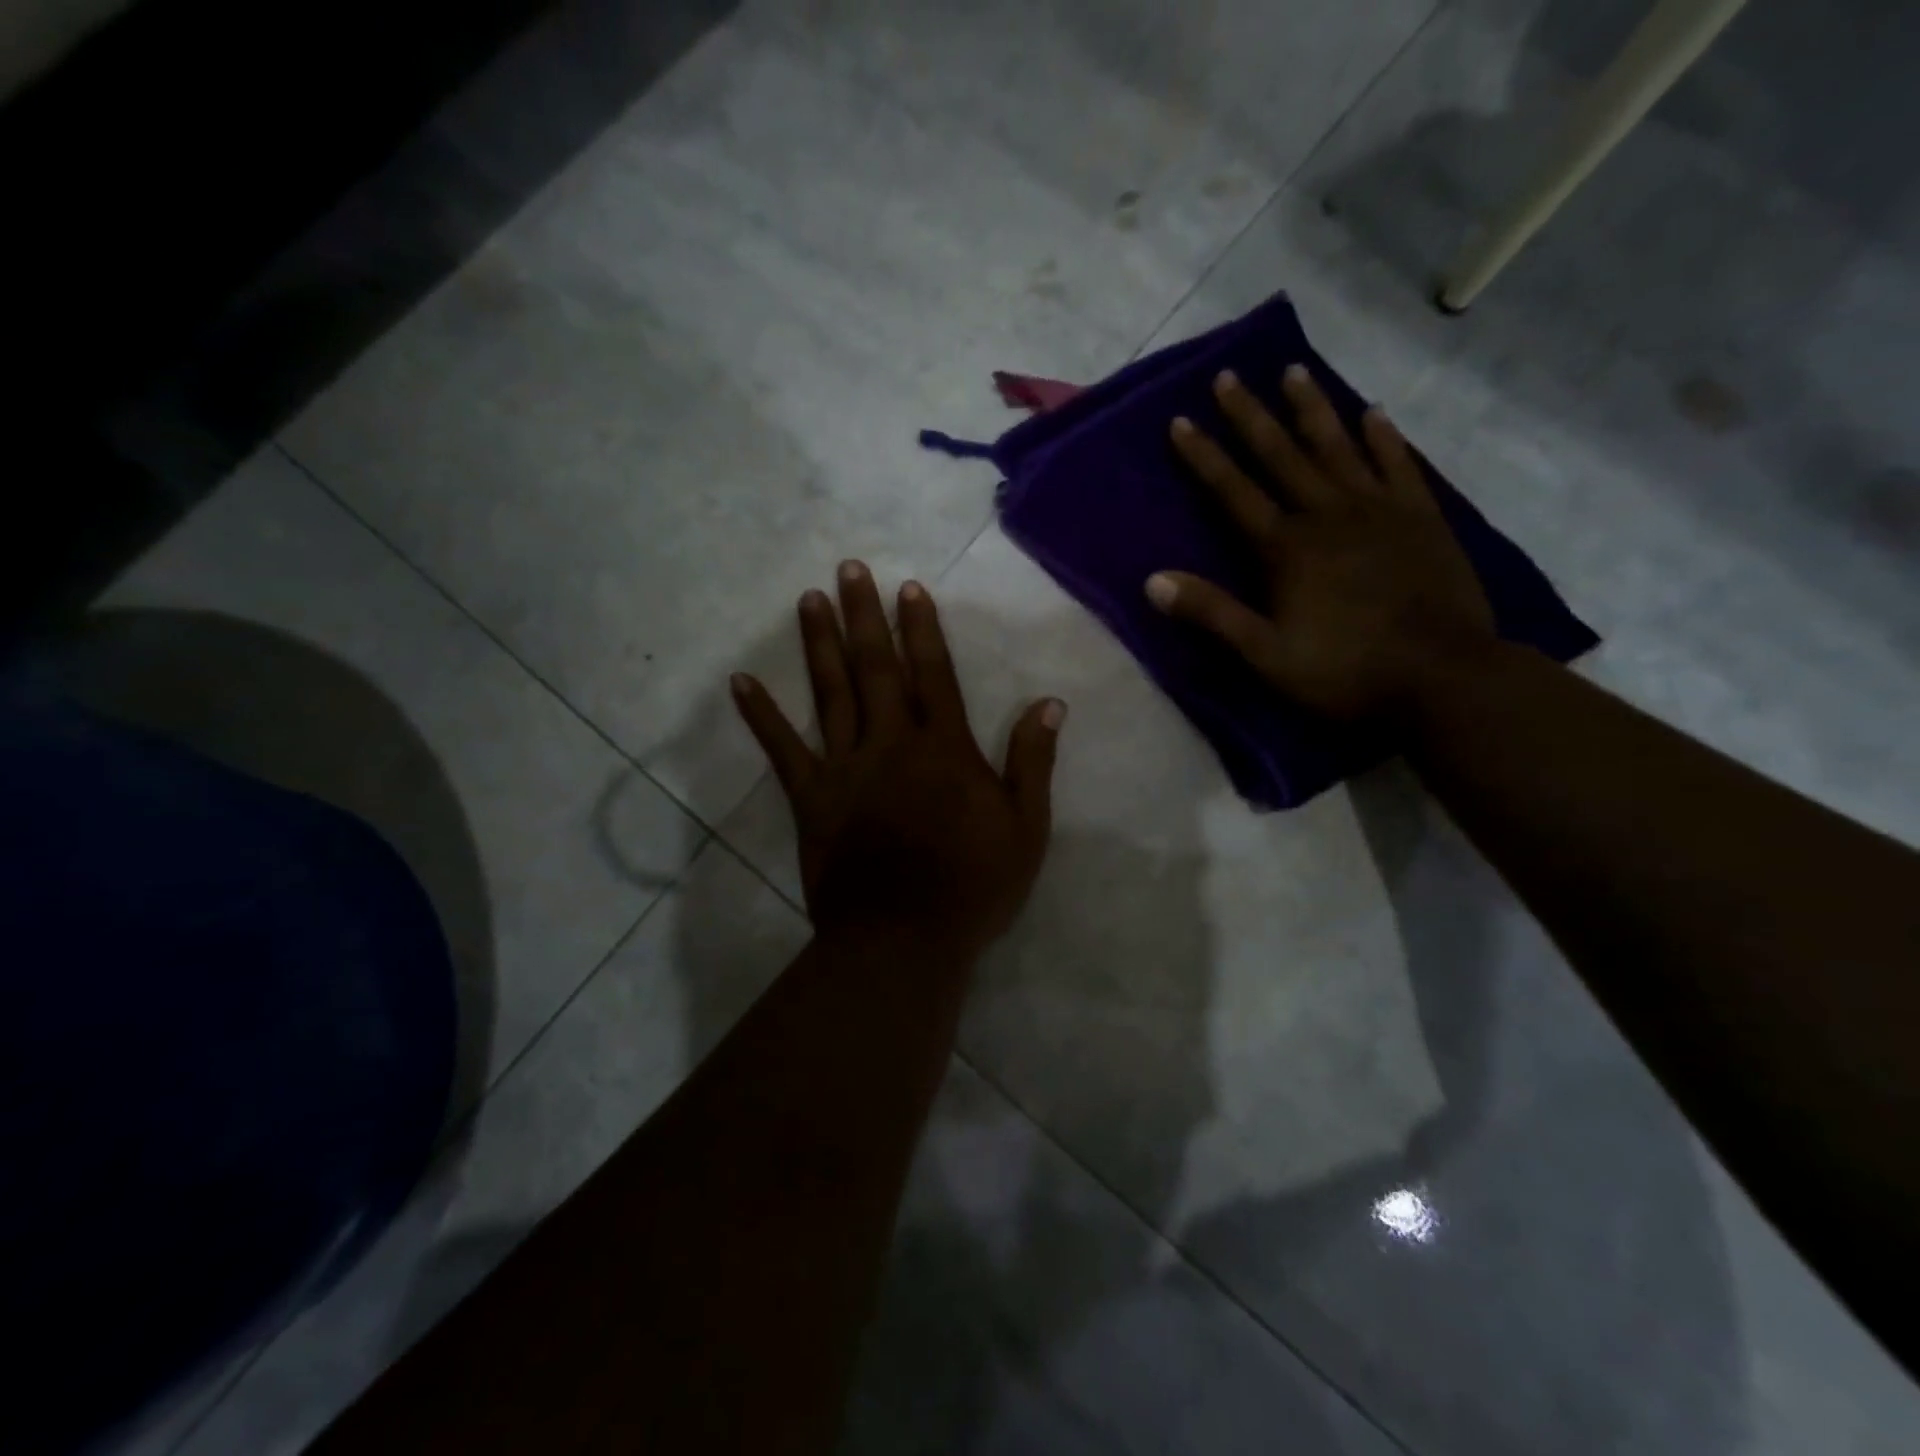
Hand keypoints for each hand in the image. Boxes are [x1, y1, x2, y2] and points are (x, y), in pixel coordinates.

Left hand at [731, 562, 1064, 956]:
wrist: (904, 938)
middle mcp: (891, 742)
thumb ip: (1033, 761)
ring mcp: (845, 767)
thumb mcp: (1025, 827)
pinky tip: (742, 682)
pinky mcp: (811, 797)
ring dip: (820, 645)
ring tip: (809, 600)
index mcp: (944, 748)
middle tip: (849, 570)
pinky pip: (782, 749)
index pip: (933, 674)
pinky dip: (761, 715)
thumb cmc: (973, 885)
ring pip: (831, 694)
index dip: (921, 629)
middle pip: (877, 668)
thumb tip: (1049, 703)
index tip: (907, 588)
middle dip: (864, 616)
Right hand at [1147, 365, 1495, 720]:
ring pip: (1338, 447)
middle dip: (1250, 416)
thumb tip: (1152, 581)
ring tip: (1293, 371)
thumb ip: (1212, 613)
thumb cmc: (1344, 671)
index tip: (1181, 421)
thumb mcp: (1265, 654)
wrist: (1443, 677)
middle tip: (1228, 376)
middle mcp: (1327, 514)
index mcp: (1286, 548)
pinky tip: (1373, 412)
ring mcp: (1379, 510)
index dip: (1204, 457)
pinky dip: (1384, 437)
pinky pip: (1398, 464)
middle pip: (1281, 455)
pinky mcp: (1422, 517)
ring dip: (1312, 409)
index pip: (1233, 492)